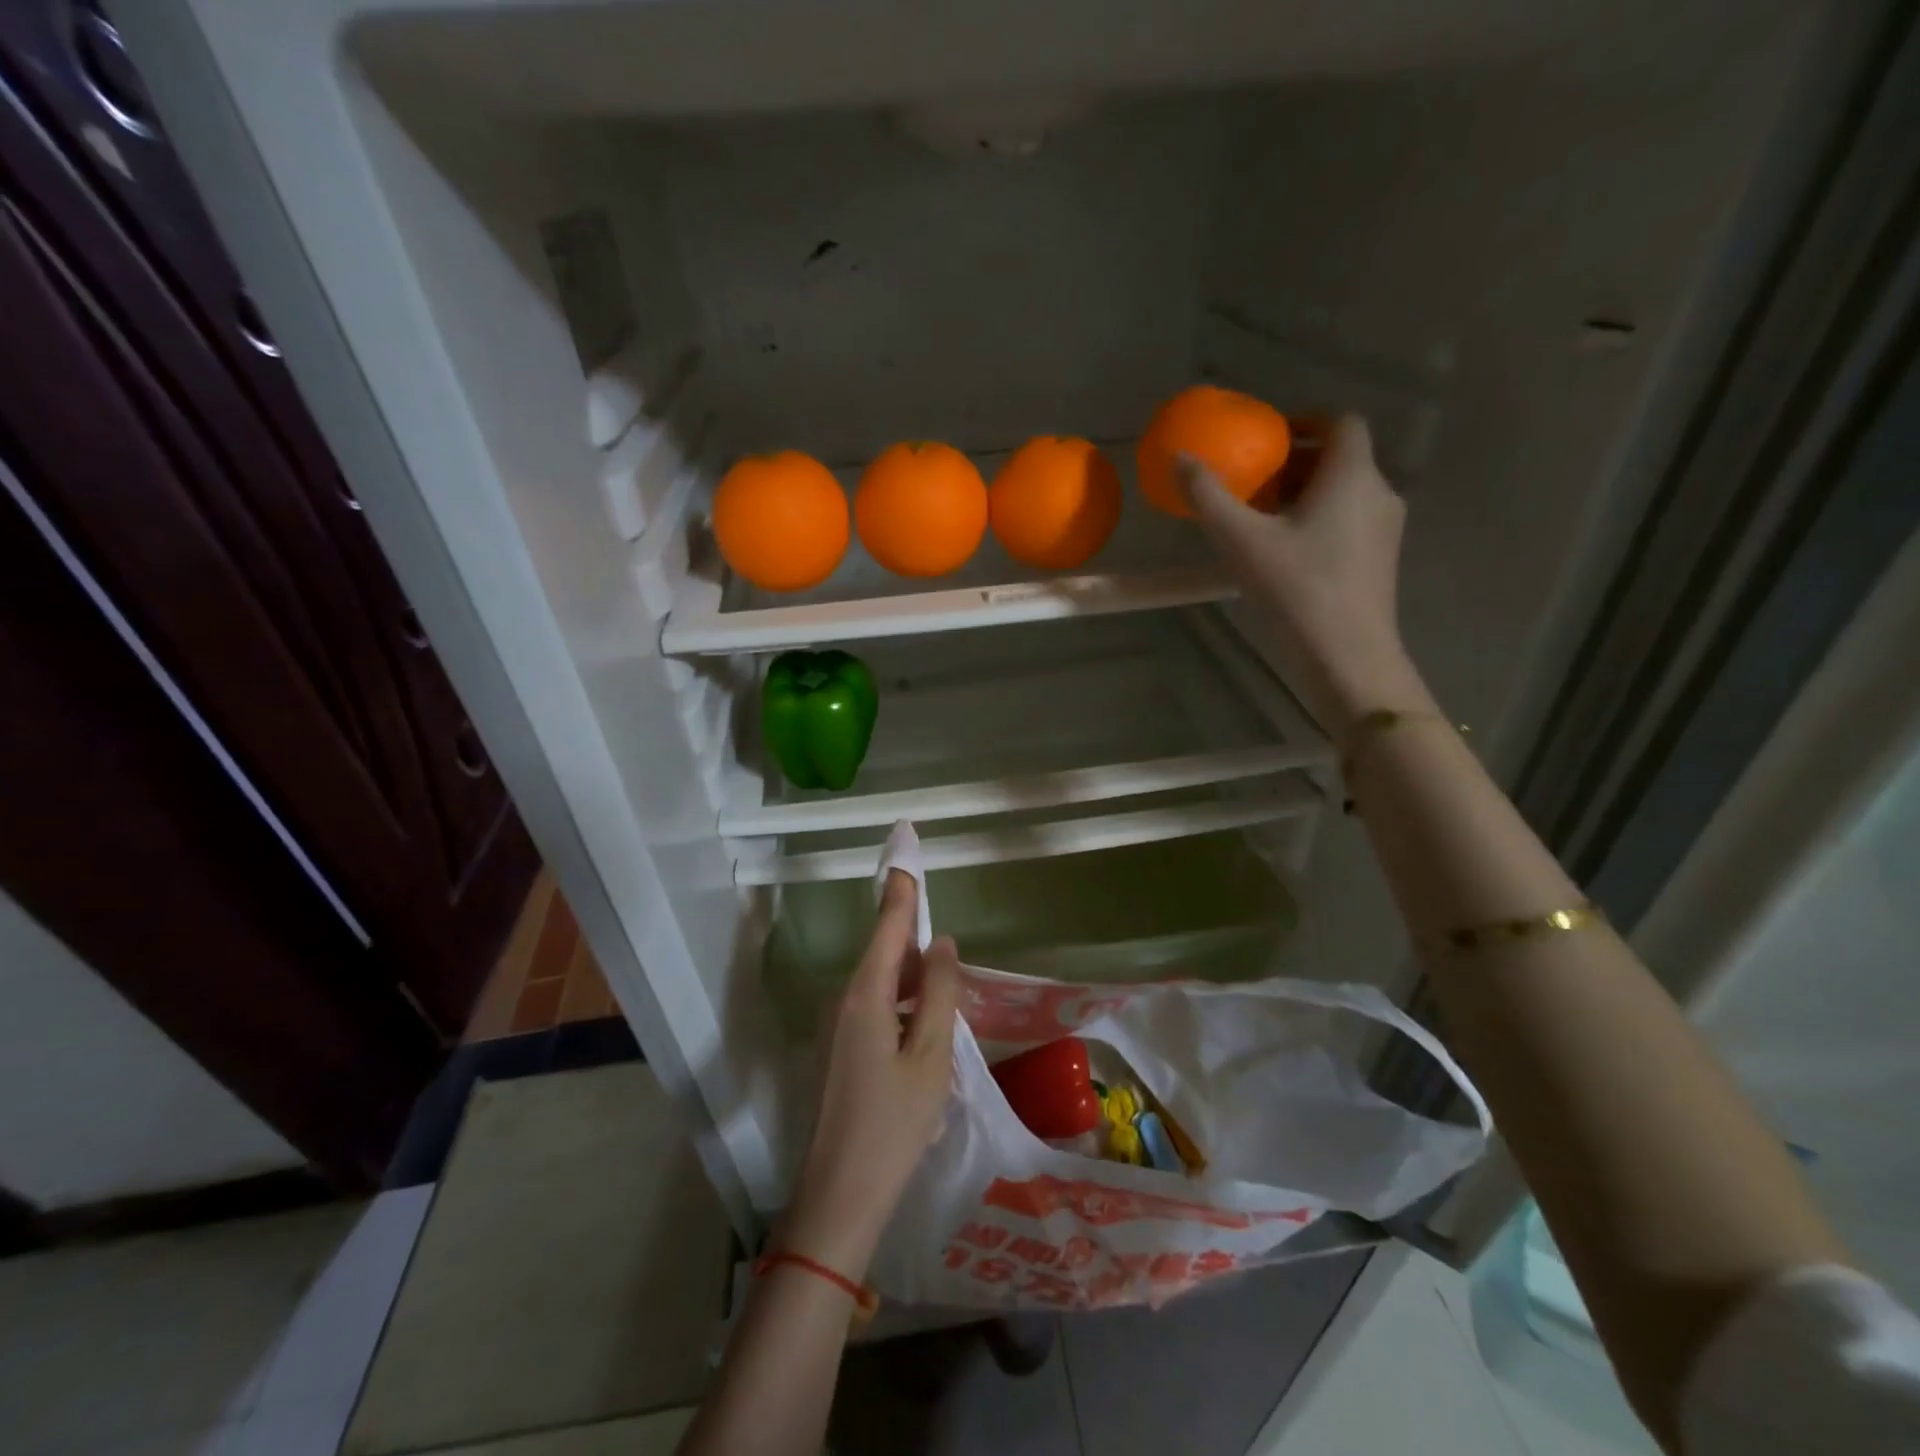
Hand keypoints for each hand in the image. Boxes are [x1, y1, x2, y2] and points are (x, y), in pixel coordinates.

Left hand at [782, 869, 960, 1279]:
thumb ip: (938, 992)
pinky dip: (902, 1005)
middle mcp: (844, 1001)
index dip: (901, 888)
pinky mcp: (839, 1052)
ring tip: (945, 992)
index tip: (905, 851)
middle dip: (914, 940)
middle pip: (884, 953)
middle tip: (947, 946)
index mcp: (865, 994)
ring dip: (912, 978)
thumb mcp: (931, 1055)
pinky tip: (924, 1030)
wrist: (838, 1196)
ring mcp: (837, 1029)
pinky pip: (874, 1009)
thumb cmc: (893, 1124)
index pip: (887, 924)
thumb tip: (941, 942)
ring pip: (880, 984)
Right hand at [1180, 413, 1428, 734]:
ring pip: (1345, 492)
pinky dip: (1319, 520)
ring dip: (1305, 494)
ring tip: (1262, 520)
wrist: (1346, 654)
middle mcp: (1378, 492)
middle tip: (1253, 483)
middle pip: (1340, 458)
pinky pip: (1350, 521)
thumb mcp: (1241, 540)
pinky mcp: (1380, 560)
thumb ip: (1208, 495)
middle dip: (1295, 463)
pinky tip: (1286, 553)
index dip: (1304, 422)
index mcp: (1351, 475)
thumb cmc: (1296, 588)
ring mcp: (1385, 529)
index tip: (1267, 440)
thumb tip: (1180, 457)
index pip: (1339, 422)